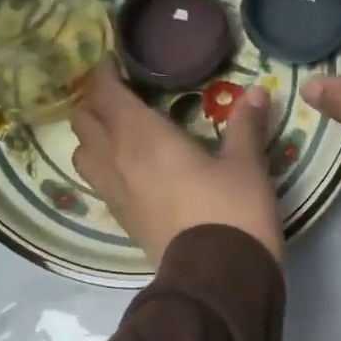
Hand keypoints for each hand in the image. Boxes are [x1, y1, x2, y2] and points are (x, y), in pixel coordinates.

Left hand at [72, 60, 283, 267]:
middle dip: (94, 102)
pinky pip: (98, 183)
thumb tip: (258, 93)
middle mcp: (118, 161)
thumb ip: (246, 126)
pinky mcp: (123, 221)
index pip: (104, 93)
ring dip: (93, 137)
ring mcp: (115, 195)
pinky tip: (129, 169)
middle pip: (84, 121)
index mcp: (143, 137)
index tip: (115, 61)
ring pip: (82, 154)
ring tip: (118, 131)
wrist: (218, 279)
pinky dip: (103, 167)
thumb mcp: (247, 165)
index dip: (103, 73)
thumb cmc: (232, 211)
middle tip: (120, 94)